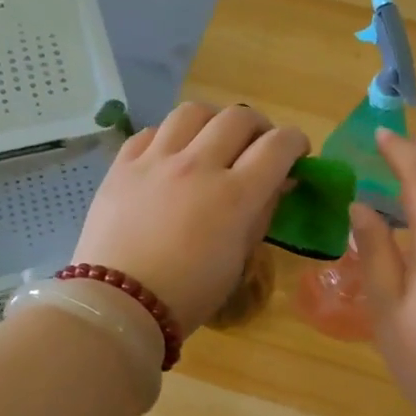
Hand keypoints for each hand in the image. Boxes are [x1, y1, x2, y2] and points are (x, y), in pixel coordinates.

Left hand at [73, 102, 308, 331]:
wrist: (118, 303)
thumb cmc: (188, 294)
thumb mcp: (238, 259)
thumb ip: (261, 214)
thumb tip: (276, 184)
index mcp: (235, 195)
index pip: (278, 145)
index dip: (295, 143)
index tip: (296, 154)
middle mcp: (197, 165)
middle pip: (238, 116)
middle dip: (259, 127)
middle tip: (257, 147)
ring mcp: (156, 161)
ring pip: (193, 111)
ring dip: (213, 121)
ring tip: (212, 141)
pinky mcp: (122, 165)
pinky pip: (151, 131)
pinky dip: (170, 136)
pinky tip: (171, 155)